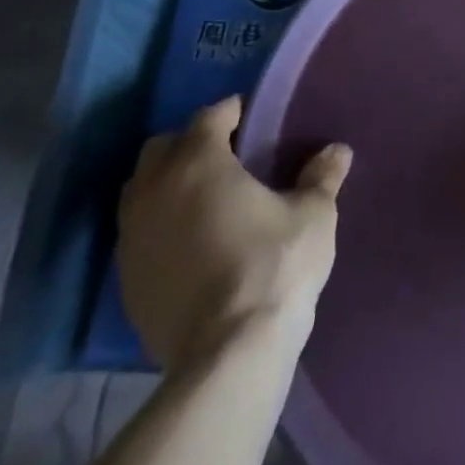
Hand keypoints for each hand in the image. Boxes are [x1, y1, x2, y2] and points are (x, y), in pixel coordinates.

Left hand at [118, 95, 351, 371]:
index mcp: (199, 164)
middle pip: (161, 148)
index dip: (231, 111)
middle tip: (226, 154)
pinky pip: (137, 232)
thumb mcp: (313, 215)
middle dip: (190, 142)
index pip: (208, 117)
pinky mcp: (126, 279)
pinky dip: (159, 224)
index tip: (252, 116)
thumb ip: (322, 177)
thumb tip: (338, 151)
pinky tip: (191, 241)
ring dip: (167, 183)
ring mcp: (132, 238)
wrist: (227, 353)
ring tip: (205, 196)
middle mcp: (154, 192)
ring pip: (140, 191)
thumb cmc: (275, 265)